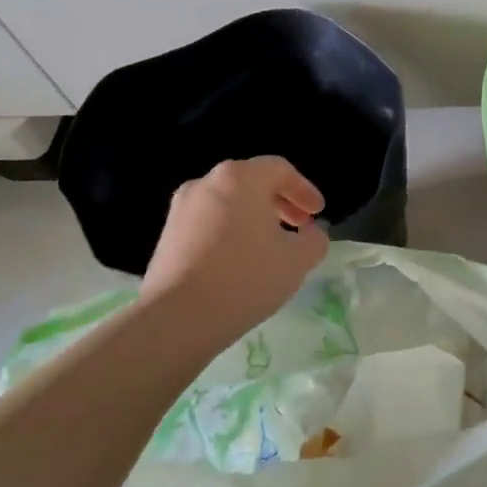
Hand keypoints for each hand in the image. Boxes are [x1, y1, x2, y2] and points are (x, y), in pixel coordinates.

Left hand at [142, 157, 328, 332]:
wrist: (178, 316)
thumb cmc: (246, 278)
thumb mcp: (297, 260)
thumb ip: (314, 240)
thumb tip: (310, 234)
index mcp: (240, 178)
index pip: (280, 170)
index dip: (304, 189)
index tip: (318, 214)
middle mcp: (206, 183)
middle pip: (251, 182)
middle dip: (280, 203)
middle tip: (299, 227)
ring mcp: (181, 209)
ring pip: (228, 203)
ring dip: (254, 218)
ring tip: (271, 247)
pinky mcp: (167, 235)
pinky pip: (209, 223)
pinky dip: (231, 232)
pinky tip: (241, 261)